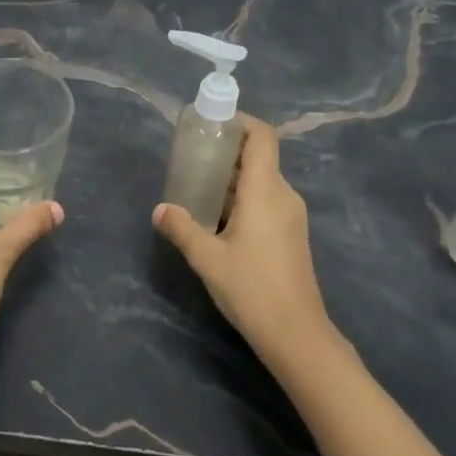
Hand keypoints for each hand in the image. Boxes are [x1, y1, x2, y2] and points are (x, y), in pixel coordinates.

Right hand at [153, 115, 335, 369]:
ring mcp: (291, 215)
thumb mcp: (208, 258)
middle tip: (192, 157)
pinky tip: (218, 217)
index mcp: (266, 191)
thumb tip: (160, 209)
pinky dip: (242, 197)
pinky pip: (266, 200)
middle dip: (227, 151)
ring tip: (198, 186)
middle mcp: (283, 195)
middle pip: (259, 156)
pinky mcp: (291, 234)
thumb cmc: (252, 289)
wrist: (296, 334)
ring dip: (232, 177)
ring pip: (261, 180)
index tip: (211, 124)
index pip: (262, 136)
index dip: (240, 122)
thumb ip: (182, 228)